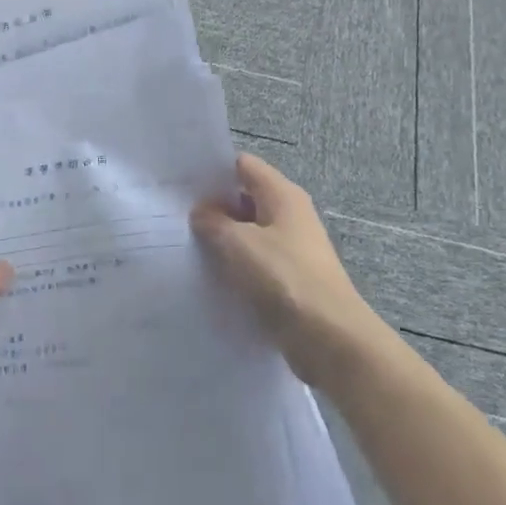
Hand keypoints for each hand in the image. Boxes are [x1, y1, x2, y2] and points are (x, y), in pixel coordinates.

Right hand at [191, 154, 385, 390]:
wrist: (331, 339)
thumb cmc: (285, 279)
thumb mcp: (239, 244)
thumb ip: (214, 221)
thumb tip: (202, 211)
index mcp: (282, 195)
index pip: (243, 165)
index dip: (213, 169)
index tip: (180, 181)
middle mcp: (290, 214)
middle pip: (245, 197)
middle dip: (213, 205)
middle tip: (174, 215)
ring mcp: (292, 248)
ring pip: (248, 232)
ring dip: (222, 238)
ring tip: (184, 245)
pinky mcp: (290, 278)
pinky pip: (255, 261)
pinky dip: (235, 265)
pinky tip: (209, 276)